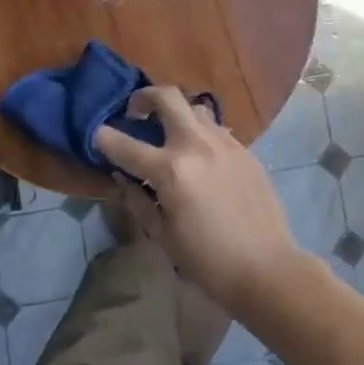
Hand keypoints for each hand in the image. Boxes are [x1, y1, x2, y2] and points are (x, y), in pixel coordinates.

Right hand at [95, 87, 307, 317]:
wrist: (266, 267)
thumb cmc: (208, 260)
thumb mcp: (162, 235)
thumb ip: (137, 200)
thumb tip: (122, 175)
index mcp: (171, 169)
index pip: (124, 144)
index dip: (103, 138)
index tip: (96, 135)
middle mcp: (197, 144)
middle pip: (167, 97)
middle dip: (144, 97)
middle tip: (135, 111)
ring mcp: (225, 143)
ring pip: (195, 108)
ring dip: (176, 112)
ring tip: (169, 132)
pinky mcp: (246, 151)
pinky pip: (216, 129)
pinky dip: (199, 132)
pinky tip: (199, 155)